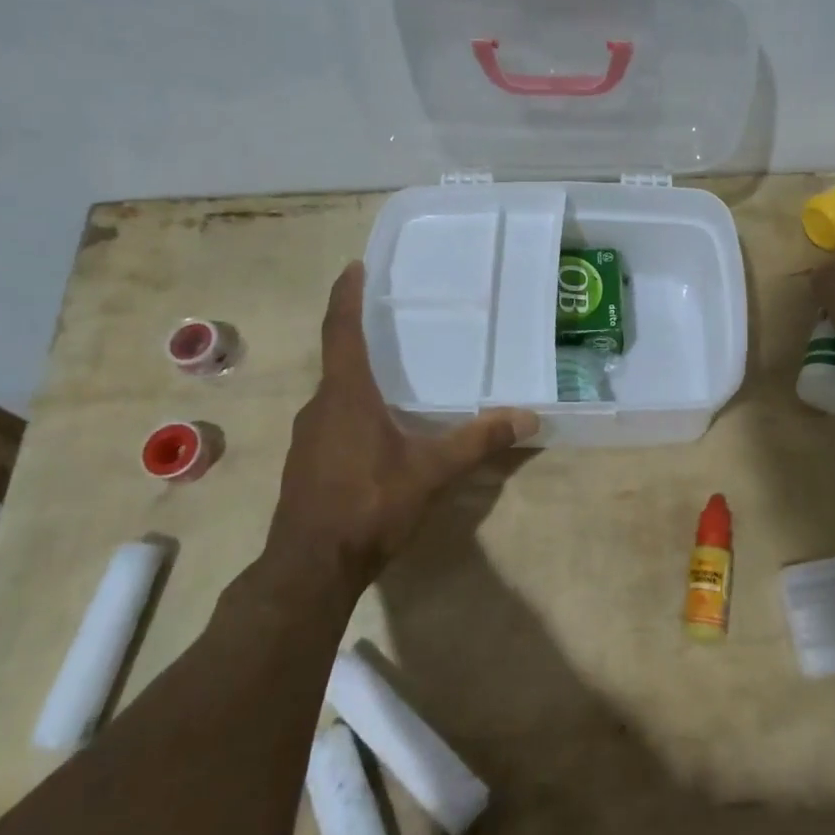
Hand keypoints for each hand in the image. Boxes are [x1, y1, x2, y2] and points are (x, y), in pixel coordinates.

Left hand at [262, 261, 538, 596]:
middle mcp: (320, 407)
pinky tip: (378, 428)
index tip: (353, 266)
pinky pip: (331, 419)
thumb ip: (478, 441)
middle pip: (338, 359)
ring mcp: (307, 437)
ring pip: (335, 393)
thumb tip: (529, 418)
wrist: (310, 568)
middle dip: (360, 335)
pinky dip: (353, 408)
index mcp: (346, 395)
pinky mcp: (306, 463)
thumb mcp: (431, 472)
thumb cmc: (369, 505)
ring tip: (392, 373)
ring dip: (358, 376)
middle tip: (391, 319)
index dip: (346, 296)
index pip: (342, 331)